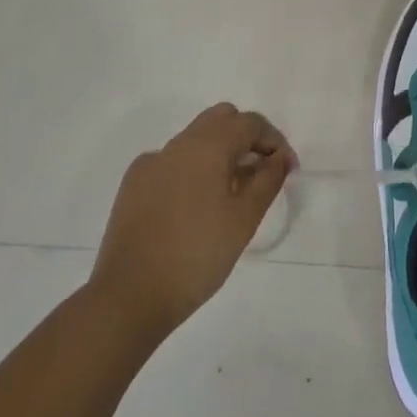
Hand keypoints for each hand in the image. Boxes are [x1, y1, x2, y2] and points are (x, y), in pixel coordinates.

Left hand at [91, 103, 297, 341]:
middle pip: (220, 120)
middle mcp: (177, 144)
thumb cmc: (197, 255)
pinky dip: (192, 170)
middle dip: (246, 138)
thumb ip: (268, 181)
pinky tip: (195, 207)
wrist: (129, 296)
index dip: (274, 140)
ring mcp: (151, 163)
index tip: (286, 169)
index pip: (249, 122)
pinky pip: (172, 162)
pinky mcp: (134, 185)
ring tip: (231, 193)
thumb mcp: (244, 219)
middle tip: (260, 173)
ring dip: (219, 153)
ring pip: (195, 139)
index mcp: (207, 146)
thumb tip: (279, 158)